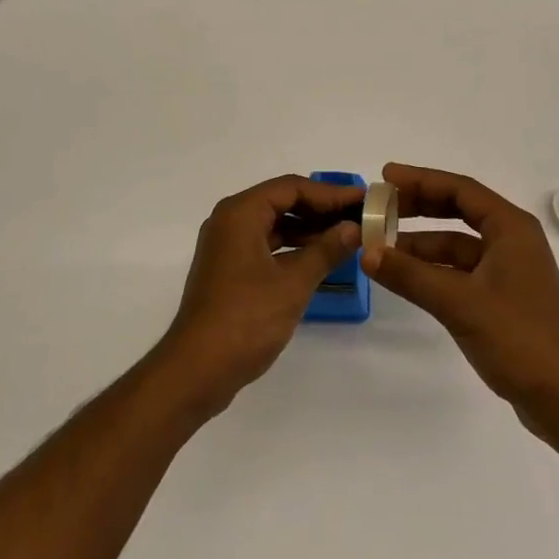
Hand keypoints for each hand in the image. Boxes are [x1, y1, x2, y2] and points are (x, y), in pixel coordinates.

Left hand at [157, 175, 362, 417]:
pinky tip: (319, 259)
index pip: (292, 188)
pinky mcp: (229, 270)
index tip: (362, 200)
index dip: (330, 193)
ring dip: (308, 229)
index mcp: (240, 213)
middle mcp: (230, 221)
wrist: (196, 371)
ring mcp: (227, 246)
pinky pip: (266, 245)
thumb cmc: (246, 318)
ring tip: (346, 236)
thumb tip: (354, 228)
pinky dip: (292, 248)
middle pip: (282, 202)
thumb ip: (326, 250)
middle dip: (320, 209)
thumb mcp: (293, 283)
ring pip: (274, 225)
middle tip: (358, 216)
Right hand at [363, 163, 558, 426]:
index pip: (460, 189)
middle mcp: (512, 240)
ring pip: (457, 243)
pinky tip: (407, 275)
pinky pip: (461, 269)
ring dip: (422, 243)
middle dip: (419, 206)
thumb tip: (366, 253)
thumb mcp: (458, 302)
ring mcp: (508, 269)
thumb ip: (410, 275)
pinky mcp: (503, 296)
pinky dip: (434, 269)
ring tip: (383, 244)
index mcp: (511, 227)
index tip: (386, 177)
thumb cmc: (517, 337)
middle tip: (381, 206)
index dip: (421, 179)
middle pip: (459, 210)